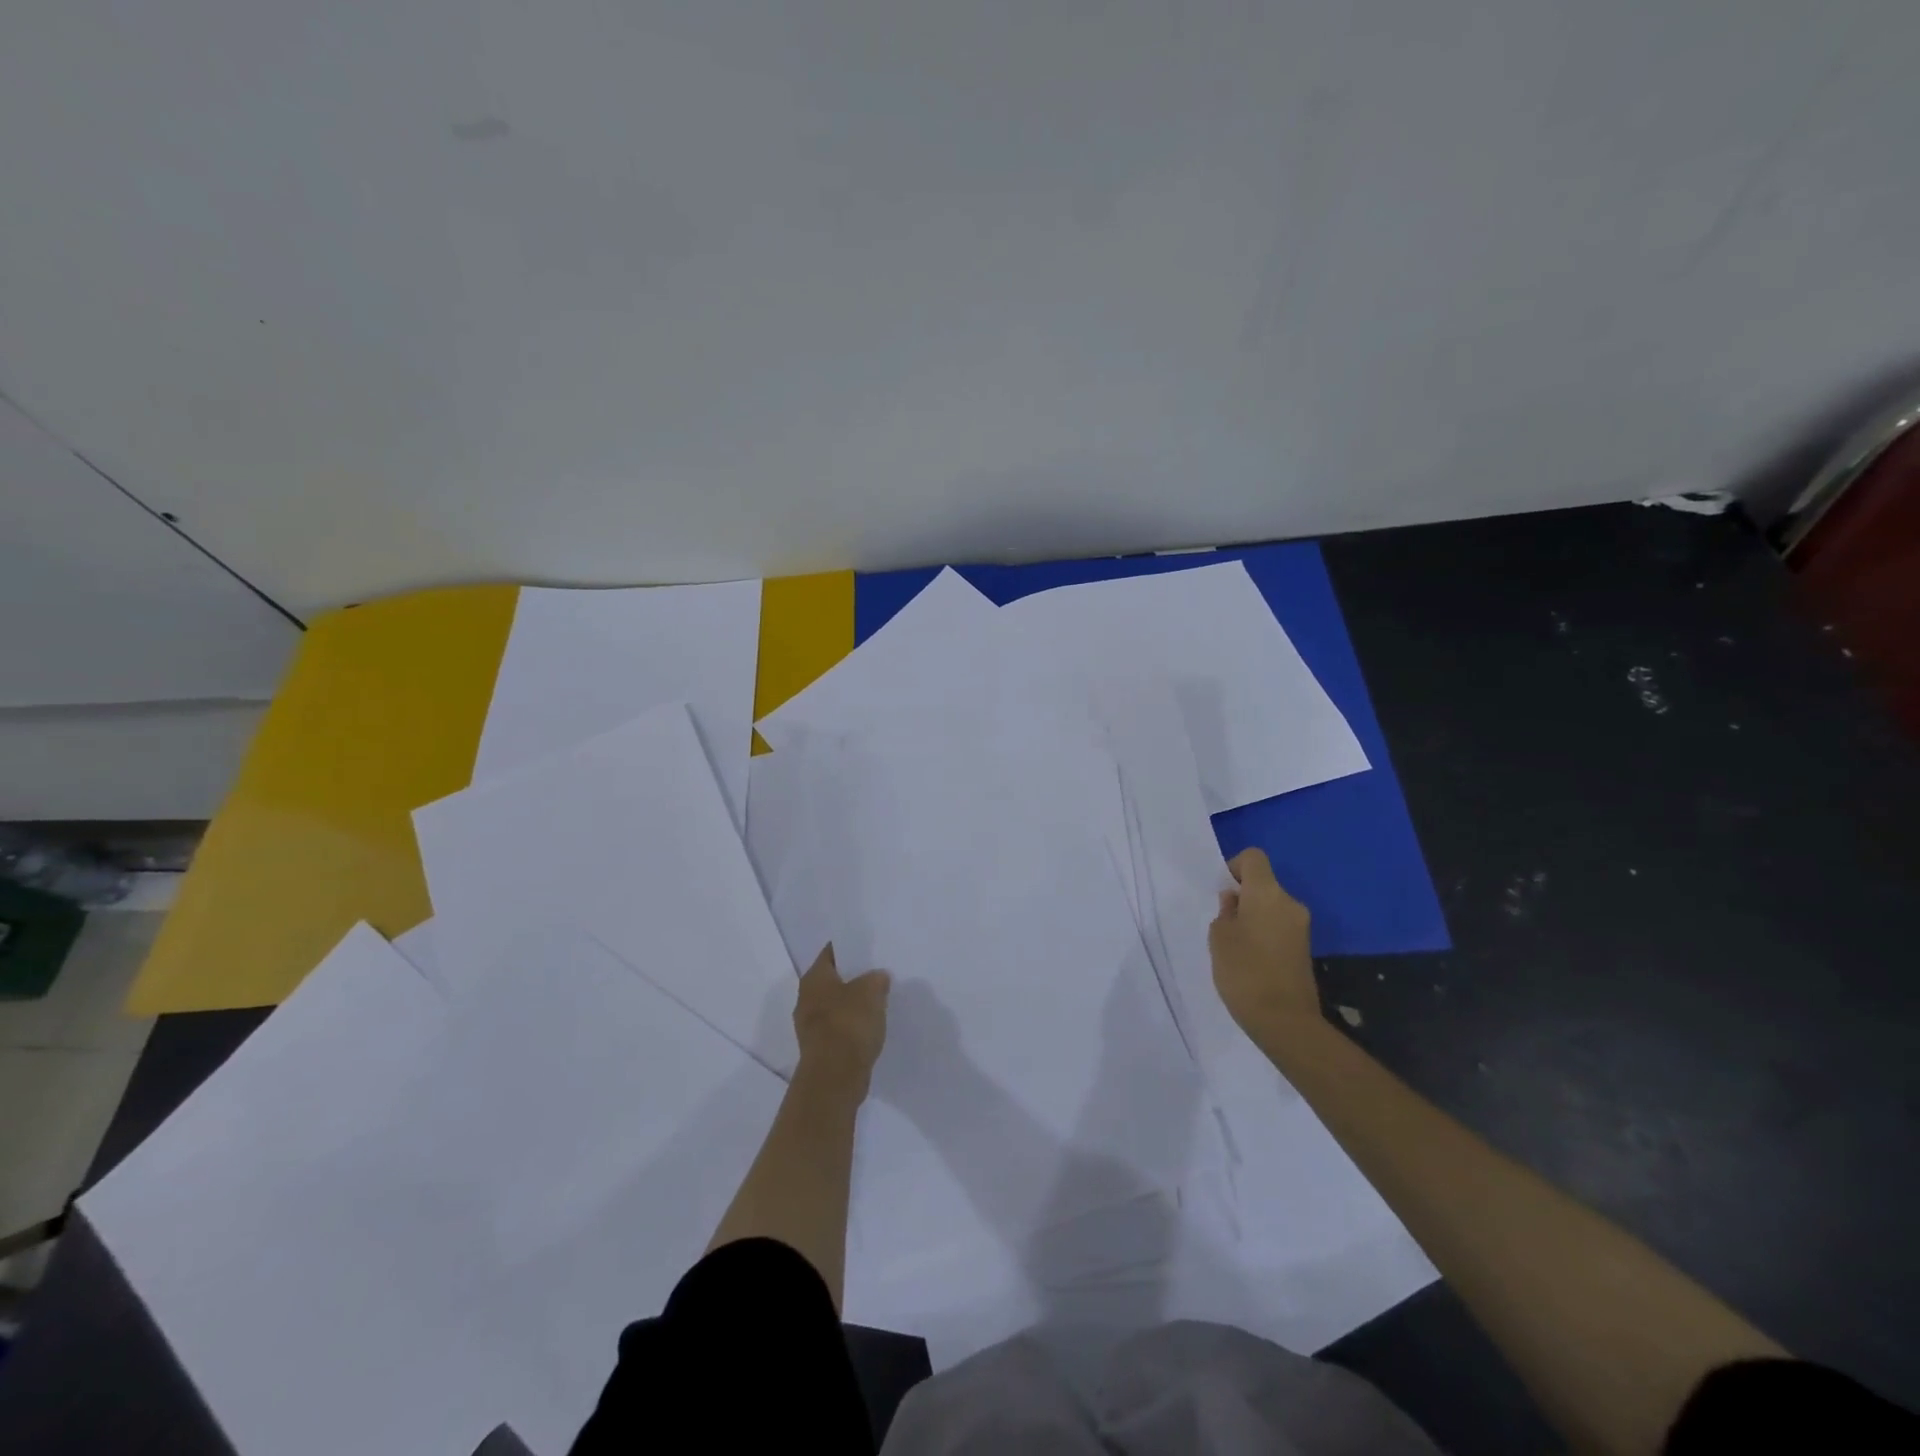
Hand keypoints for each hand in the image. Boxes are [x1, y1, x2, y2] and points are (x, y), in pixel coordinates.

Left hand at [793, 945, 890, 1096]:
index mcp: (814, 978)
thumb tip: (878, 977)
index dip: (849, 947)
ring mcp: (810, 1025)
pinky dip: (853, 1025)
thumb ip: (876, 978)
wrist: (835, 1077)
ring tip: (878, 999)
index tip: (868, 946)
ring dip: (853, 1002)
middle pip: (832, 979)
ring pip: (836, 1004)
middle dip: (853, 976)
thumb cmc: (849, 1024)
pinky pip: (839, 1027)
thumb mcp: (871, 990)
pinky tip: (871, 1026)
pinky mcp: (820, 1048)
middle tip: (877, 971)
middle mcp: (806, 998)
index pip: (831, 952)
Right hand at [1209, 848, 1320, 1043]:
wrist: (1285, 1021)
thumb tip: (1235, 901)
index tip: (1222, 892)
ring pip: (1271, 907)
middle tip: (1223, 924)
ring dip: (1253, 917)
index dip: (1234, 867)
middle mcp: (1289, 903)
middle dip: (1242, 897)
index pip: (1253, 858)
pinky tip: (1251, 960)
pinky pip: (1279, 927)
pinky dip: (1264, 934)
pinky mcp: (1304, 948)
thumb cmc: (1244, 971)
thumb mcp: (1219, 937)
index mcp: (1267, 893)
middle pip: (1263, 884)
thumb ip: (1225, 912)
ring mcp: (1301, 927)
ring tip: (1235, 946)